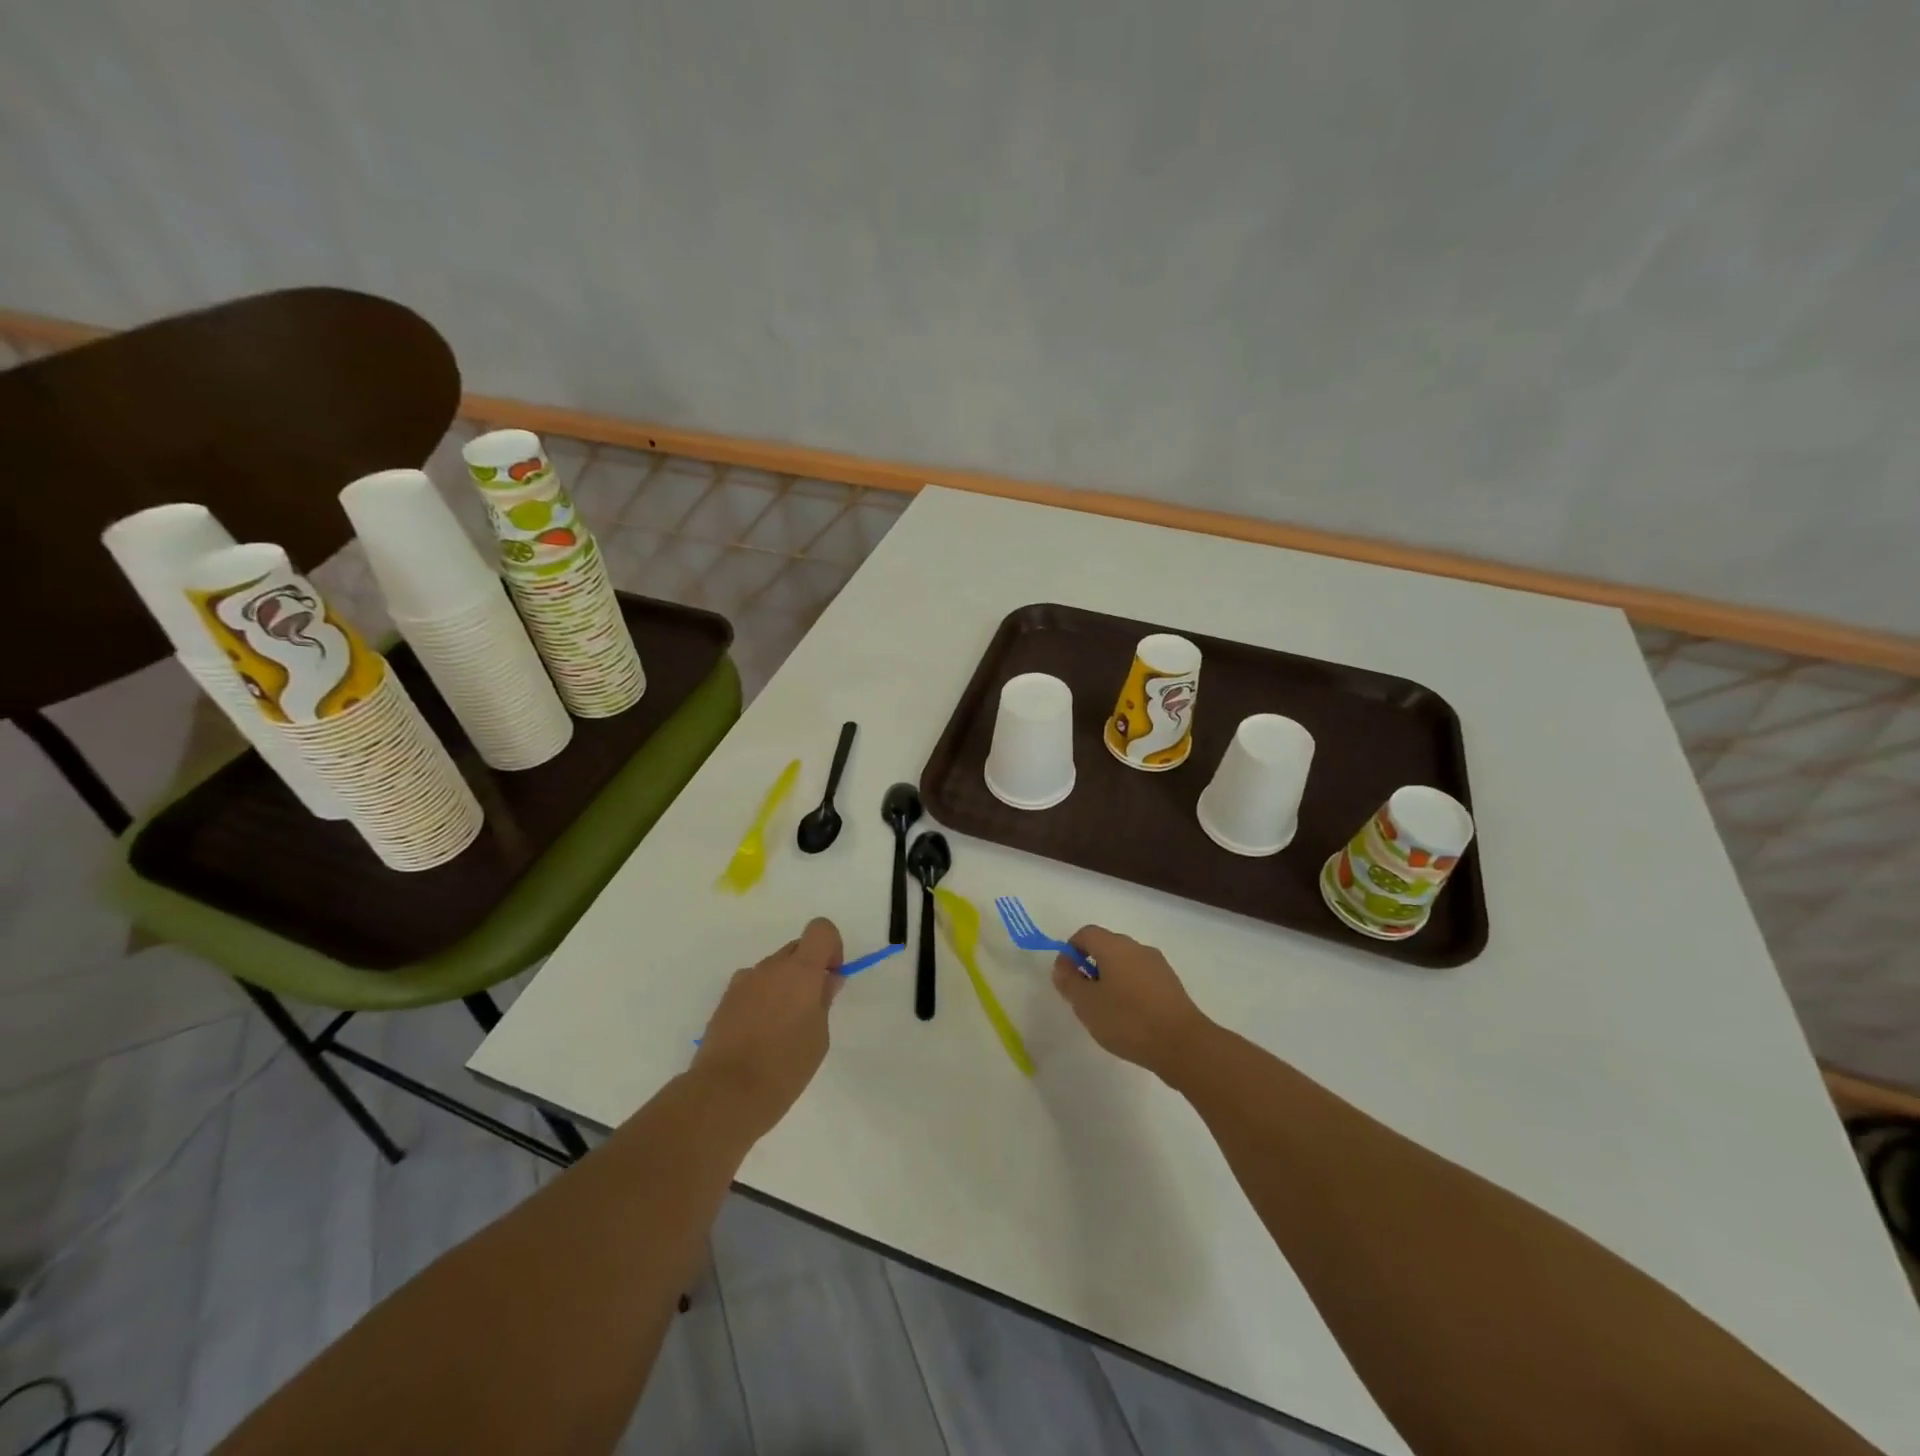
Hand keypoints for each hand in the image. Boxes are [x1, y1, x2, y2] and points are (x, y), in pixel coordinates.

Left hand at [693, 918, 843, 1133]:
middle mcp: (770, 967)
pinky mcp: (724, 1001)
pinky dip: (762, 999)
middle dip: (808, 969)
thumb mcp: (818, 1037)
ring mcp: (743, 982)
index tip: (831, 978)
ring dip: (784, 984)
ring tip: (782, 1027)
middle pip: (796, 949)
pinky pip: (753, 987)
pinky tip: (760, 1034)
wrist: (725, 1094)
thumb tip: (826, 980)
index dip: (831, 947)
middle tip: (811, 1007)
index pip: (820, 929)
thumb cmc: (784, 1066)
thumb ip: (823, 1000)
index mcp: (800, 971)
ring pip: (773, 969)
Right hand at [1052, 925, 1213, 1081]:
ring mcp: (1157, 965)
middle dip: (1091, 967)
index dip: (1071, 951)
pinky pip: (1142, 978)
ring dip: (1111, 979)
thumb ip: (1069, 981)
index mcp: (1114, 946)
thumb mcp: (1086, 1004)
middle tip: (1085, 998)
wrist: (1182, 1044)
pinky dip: (1130, 990)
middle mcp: (1137, 947)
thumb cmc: (1127, 1020)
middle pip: (1106, 947)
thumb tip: (1063, 965)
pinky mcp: (1171, 984)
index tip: (1068, 978)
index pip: (1086, 933)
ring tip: (1108, 1012)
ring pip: (1125, 963)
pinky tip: (1130, 1018)